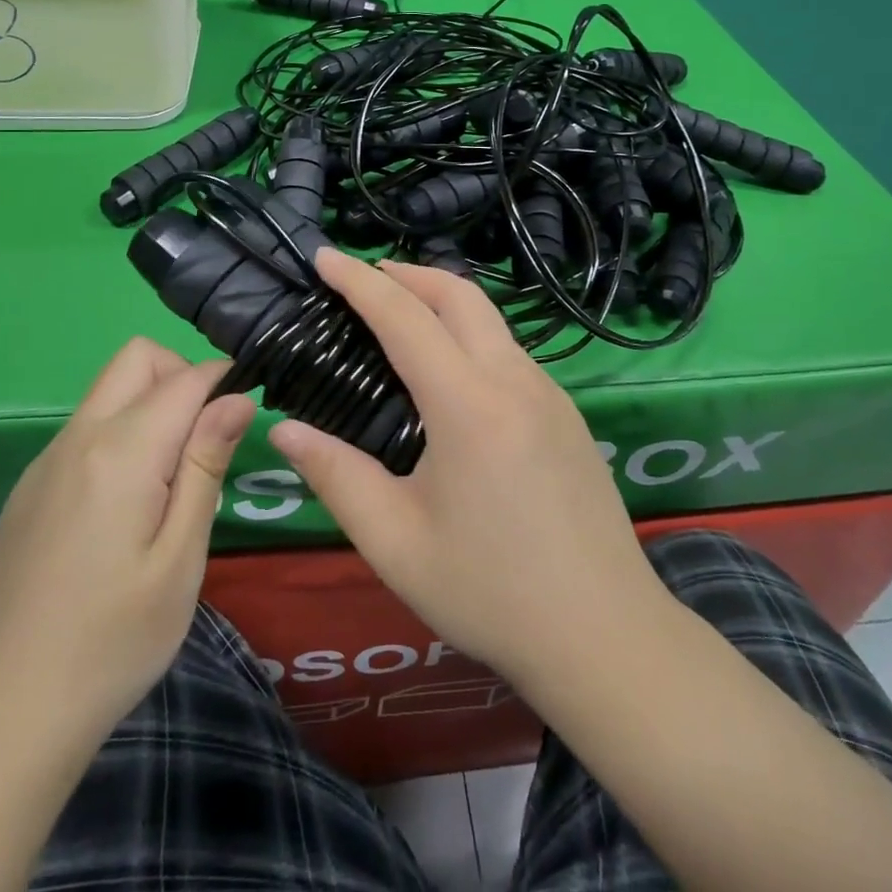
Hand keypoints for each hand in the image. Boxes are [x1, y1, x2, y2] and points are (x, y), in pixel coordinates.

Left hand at [0, 339, 255, 741]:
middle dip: (182, 375)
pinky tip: (127, 506)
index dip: (224, 381)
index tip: (247, 412)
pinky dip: (121, 433)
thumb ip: (206, 465)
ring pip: (109, 391)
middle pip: (136, 359)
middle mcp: (78, 438)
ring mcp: (45, 462)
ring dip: (151, 404)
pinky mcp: (30, 489)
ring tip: (174, 480)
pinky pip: (85, 429)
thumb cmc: (112, 643)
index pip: (185, 378)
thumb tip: (236, 398)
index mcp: (121, 451)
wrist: (0, 720)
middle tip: (208, 439)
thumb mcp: (180, 558)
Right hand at [267, 250, 668, 687]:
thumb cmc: (491, 593)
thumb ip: (336, 477)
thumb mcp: (396, 543)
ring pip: (490, 318)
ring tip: (399, 318)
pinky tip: (449, 373)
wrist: (606, 636)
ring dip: (441, 300)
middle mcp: (514, 380)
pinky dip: (469, 334)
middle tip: (362, 279)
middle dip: (406, 273)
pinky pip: (509, 350)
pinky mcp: (566, 412)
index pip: (404, 316)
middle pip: (459, 294)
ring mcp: (549, 392)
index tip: (324, 256)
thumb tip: (284, 429)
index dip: (359, 281)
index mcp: (468, 404)